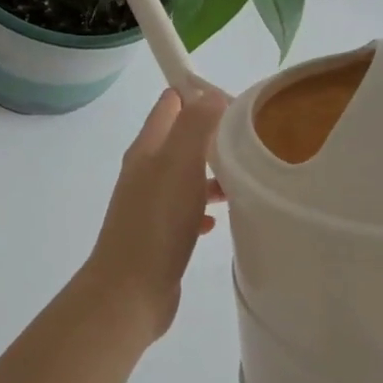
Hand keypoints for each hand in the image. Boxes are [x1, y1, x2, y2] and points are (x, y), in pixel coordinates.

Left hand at [81, 88, 227, 342]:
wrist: (130, 290)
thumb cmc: (156, 222)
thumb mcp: (179, 163)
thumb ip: (195, 123)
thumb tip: (210, 93)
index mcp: (147, 148)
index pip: (171, 103)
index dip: (201, 94)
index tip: (239, 104)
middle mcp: (145, 171)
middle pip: (181, 139)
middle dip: (214, 135)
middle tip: (252, 141)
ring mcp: (150, 204)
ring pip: (186, 176)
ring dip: (212, 173)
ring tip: (245, 181)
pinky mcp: (160, 235)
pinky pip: (186, 211)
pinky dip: (203, 209)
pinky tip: (219, 221)